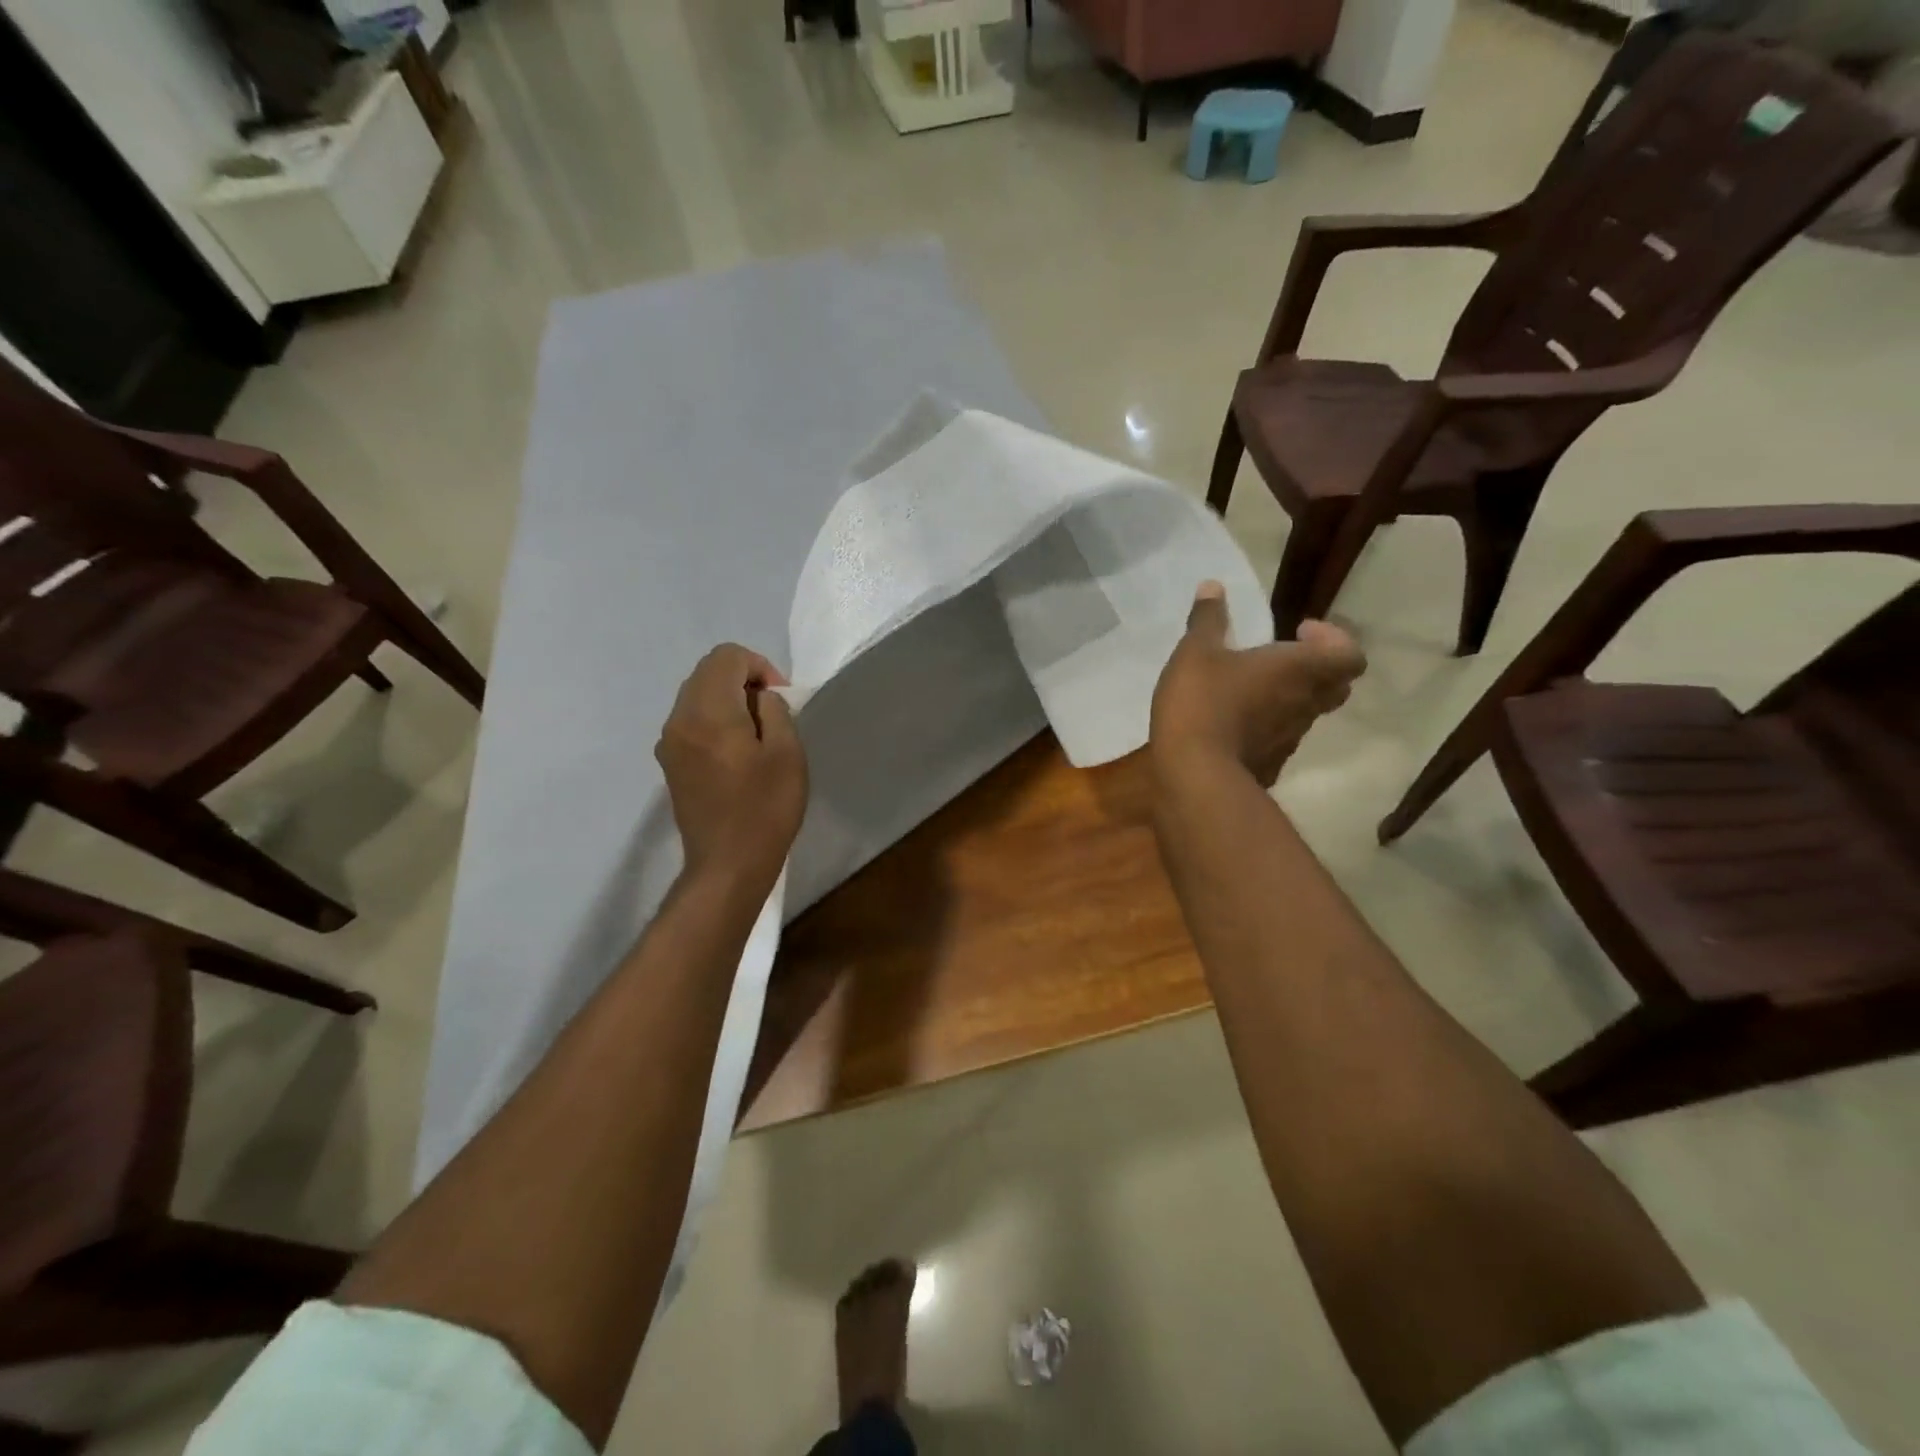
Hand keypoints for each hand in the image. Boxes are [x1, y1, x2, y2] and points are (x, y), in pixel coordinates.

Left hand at [656, 645, 808, 885]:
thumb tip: (759, 699)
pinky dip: (714, 719)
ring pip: (696, 695)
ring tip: (757, 732)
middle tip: (772, 711)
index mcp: (709, 712)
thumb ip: (775, 711)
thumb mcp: (787, 754)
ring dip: (728, 699)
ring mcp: (669, 743)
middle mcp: (679, 720)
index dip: (758, 665)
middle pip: (707, 672)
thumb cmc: (765, 809)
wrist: (727, 865)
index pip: (726, 657)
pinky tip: (736, 751)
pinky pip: (690, 721)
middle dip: (742, 679)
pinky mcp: (669, 763)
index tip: (779, 697)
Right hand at [1150, 582, 1365, 786]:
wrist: (1196, 775)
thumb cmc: (1202, 703)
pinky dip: (1267, 727)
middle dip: (1316, 669)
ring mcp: (1290, 739)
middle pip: (1336, 685)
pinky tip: (1232, 724)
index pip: (1349, 654)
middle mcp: (1305, 704)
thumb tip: (1213, 586)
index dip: (1333, 639)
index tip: (1298, 631)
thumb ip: (1207, 620)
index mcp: (1299, 669)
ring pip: (1307, 713)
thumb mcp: (1195, 652)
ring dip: (1290, 698)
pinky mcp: (1271, 764)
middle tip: (1282, 659)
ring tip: (1250, 689)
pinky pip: (1280, 739)